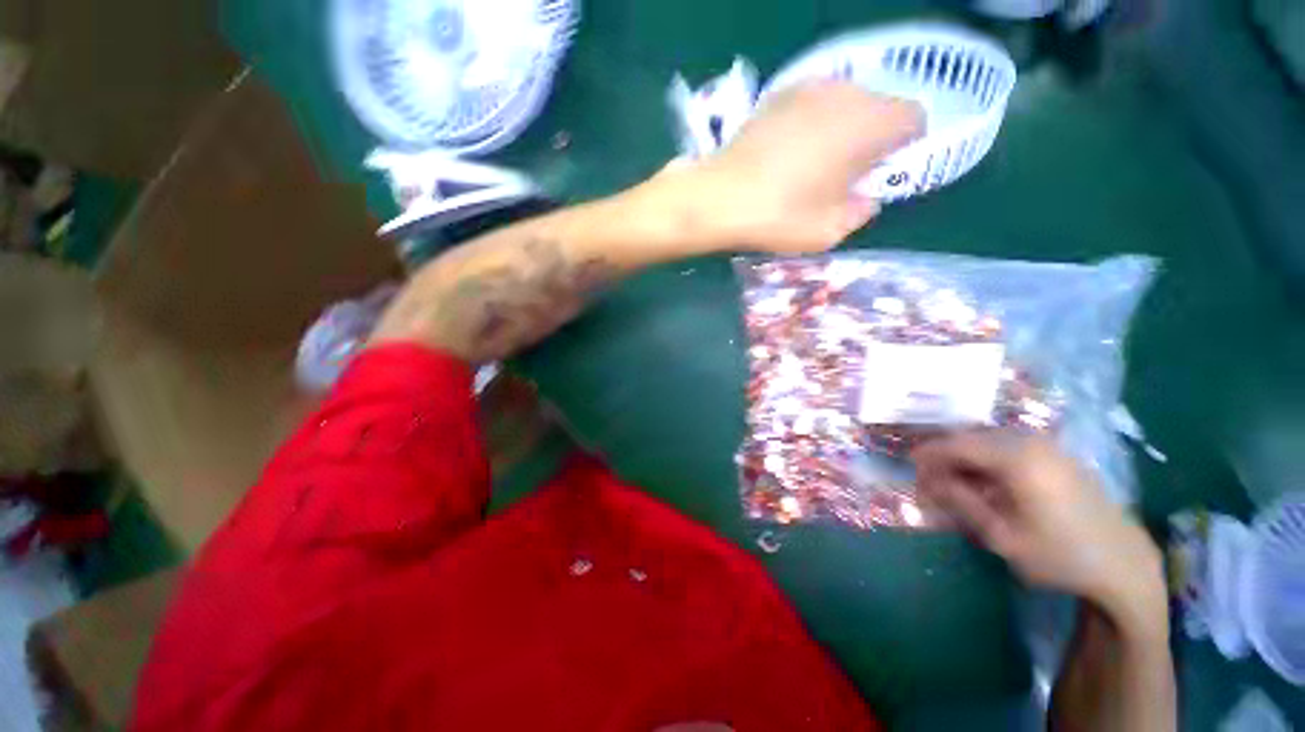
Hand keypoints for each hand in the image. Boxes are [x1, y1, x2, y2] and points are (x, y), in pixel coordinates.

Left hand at [655, 82, 923, 253]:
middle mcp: (845, 93)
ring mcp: (807, 89)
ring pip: (844, 104)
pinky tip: (786, 156)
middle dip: (870, 139)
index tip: (878, 174)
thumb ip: (861, 211)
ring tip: (811, 167)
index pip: (913, 118)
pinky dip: (811, 126)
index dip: (904, 147)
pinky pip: (811, 106)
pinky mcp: (777, 96)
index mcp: (869, 123)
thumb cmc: (779, 216)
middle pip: (878, 107)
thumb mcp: (830, 231)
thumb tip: (865, 198)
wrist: (718, 198)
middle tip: (843, 176)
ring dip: (840, 131)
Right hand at [913, 432, 1165, 622]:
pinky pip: (1009, 449)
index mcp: (1017, 457)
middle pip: (971, 440)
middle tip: (929, 481)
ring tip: (953, 485)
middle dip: (945, 458)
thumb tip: (927, 480)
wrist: (1124, 565)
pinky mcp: (1057, 456)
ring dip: (965, 460)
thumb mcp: (1003, 536)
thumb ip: (961, 502)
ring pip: (988, 442)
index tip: (909, 466)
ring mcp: (1047, 446)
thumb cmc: (1060, 555)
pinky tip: (983, 484)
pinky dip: (987, 462)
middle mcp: (1031, 442)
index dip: (929, 454)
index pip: (956, 444)